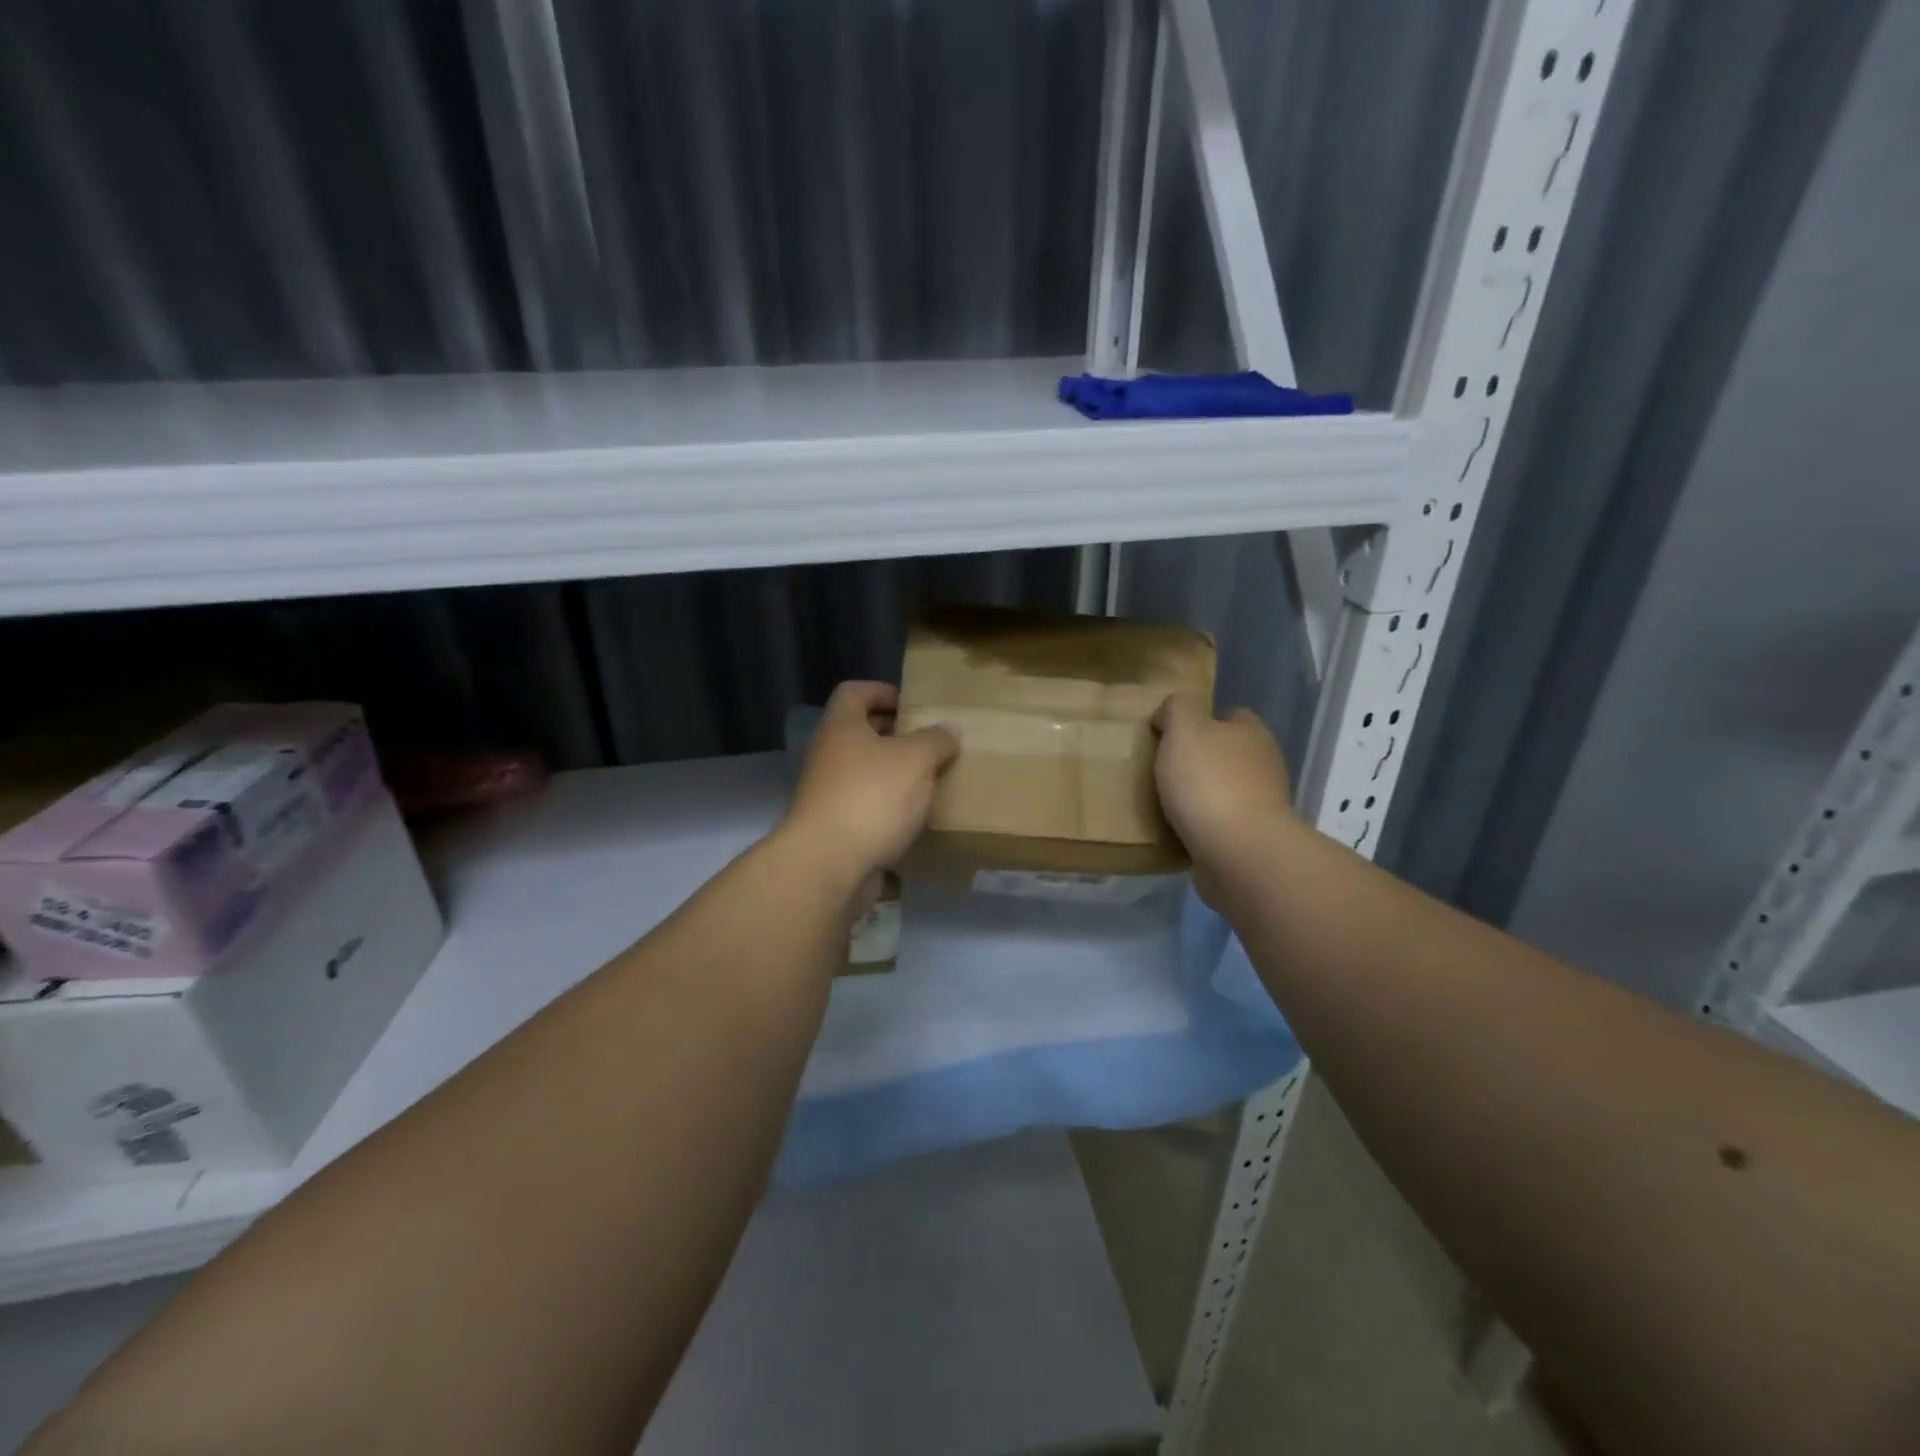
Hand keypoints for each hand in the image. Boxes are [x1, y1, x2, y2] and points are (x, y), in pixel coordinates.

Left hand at [782, 681, 959, 888]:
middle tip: (932, 744)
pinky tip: (918, 820)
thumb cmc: (871, 797)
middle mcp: (829, 756)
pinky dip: (890, 811)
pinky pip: (867, 810)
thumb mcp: (915, 759)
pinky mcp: (836, 830)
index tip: (913, 705)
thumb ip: (936, 740)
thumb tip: (950, 730)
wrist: (829, 865)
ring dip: (896, 777)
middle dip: (896, 737)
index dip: (882, 691)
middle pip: (861, 734)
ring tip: (932, 782)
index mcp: (841, 728)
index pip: (854, 692)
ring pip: (866, 774)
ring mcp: (828, 795)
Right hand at [1151, 694, 1294, 883]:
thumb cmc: (1209, 782)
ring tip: (1164, 803)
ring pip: (1225, 789)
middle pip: (1227, 753)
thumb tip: (1170, 714)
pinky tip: (1179, 830)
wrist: (1238, 851)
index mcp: (1252, 732)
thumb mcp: (1184, 729)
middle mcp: (1264, 764)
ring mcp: (1262, 804)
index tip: (1169, 735)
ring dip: (1200, 795)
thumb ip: (1177, 708)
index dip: (1201, 720)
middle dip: (1199, 760)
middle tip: (1162, 769)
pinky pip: (1221, 824)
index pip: (1230, 715)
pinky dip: (1203, 825)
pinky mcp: (1252, 838)